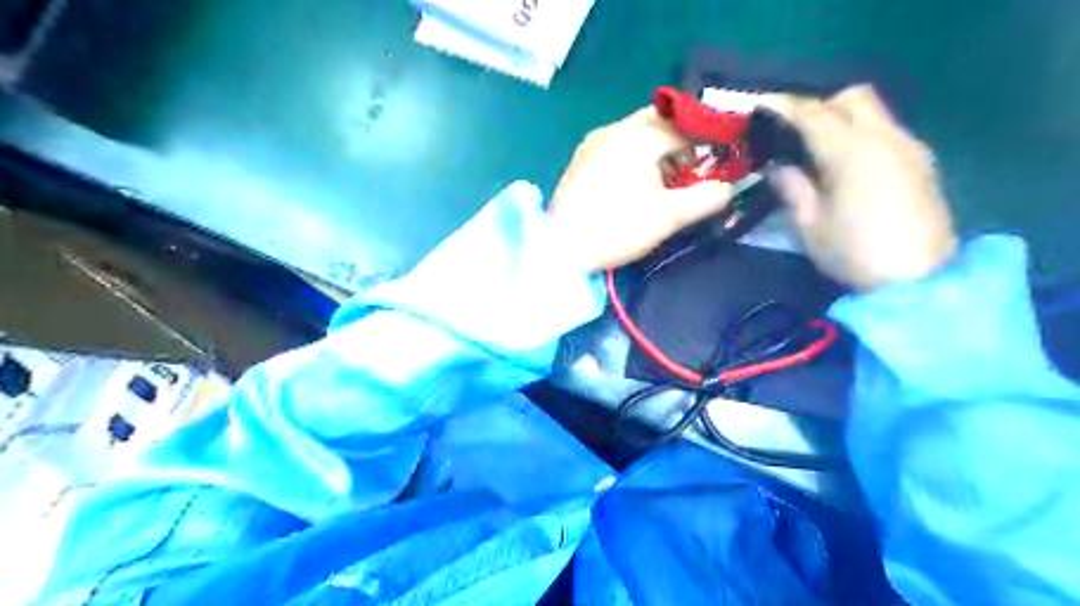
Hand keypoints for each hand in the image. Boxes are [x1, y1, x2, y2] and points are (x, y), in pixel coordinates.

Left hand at [550, 107, 733, 271]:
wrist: (560, 247)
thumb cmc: (617, 227)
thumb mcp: (669, 216)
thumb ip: (706, 197)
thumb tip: (728, 187)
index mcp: (639, 136)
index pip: (685, 127)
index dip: (709, 140)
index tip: (724, 156)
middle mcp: (615, 129)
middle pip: (659, 123)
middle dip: (681, 143)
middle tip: (692, 171)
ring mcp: (593, 143)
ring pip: (636, 135)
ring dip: (658, 151)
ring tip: (666, 184)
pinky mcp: (580, 161)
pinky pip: (616, 148)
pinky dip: (635, 159)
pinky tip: (635, 187)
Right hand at [763, 86, 957, 291]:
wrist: (918, 281)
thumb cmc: (854, 254)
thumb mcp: (809, 225)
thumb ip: (792, 188)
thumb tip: (778, 167)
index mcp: (852, 152)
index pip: (813, 114)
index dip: (783, 106)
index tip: (759, 106)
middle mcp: (886, 138)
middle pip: (852, 98)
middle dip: (819, 106)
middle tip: (793, 133)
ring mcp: (910, 148)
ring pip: (874, 112)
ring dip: (842, 120)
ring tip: (816, 150)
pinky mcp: (922, 163)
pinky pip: (887, 131)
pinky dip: (861, 135)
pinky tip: (846, 166)